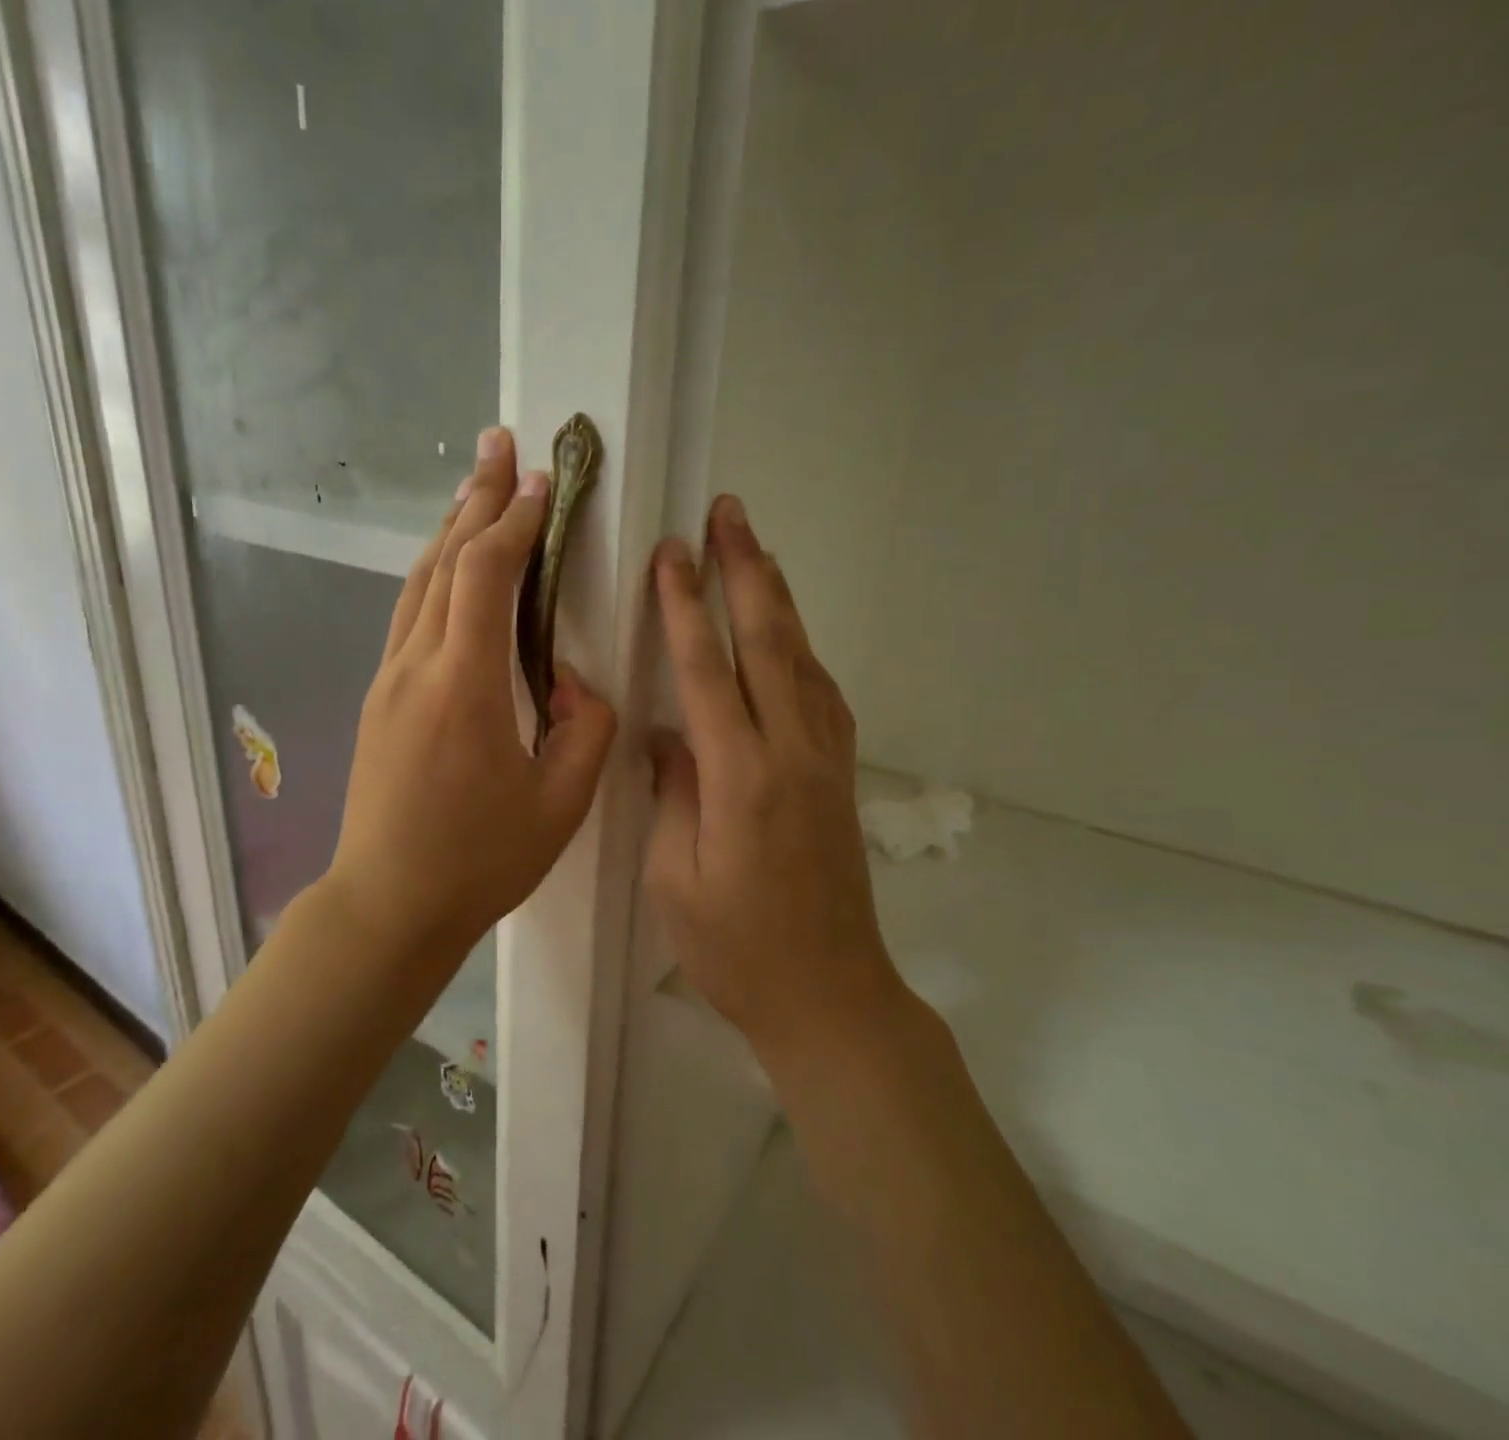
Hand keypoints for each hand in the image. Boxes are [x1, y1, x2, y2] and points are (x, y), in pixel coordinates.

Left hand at [327, 427, 617, 961]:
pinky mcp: (378, 700)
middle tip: (498, 444)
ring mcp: (389, 681)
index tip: (541, 481)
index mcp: (464, 686)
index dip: (514, 522)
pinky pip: (409, 617)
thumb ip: (586, 729)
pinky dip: (435, 576)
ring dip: (449, 530)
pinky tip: (450, 570)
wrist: (388, 903)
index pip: (486, 576)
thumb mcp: (561, 804)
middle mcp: (417, 667)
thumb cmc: (479, 860)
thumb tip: (572, 682)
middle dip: (475, 499)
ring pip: (418, 585)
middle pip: (443, 561)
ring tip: (474, 489)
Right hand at [645, 495, 895, 1044]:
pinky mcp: (841, 776)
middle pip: (770, 643)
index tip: (672, 554)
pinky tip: (788, 635)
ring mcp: (827, 761)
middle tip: (729, 513)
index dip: (686, 609)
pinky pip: (821, 694)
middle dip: (747, 572)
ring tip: (757, 551)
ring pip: (803, 659)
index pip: (707, 672)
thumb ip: (671, 794)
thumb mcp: (675, 879)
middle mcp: (793, 754)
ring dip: (779, 600)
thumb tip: (667, 735)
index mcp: (741, 780)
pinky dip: (801, 649)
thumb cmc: (736, 950)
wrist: (829, 995)